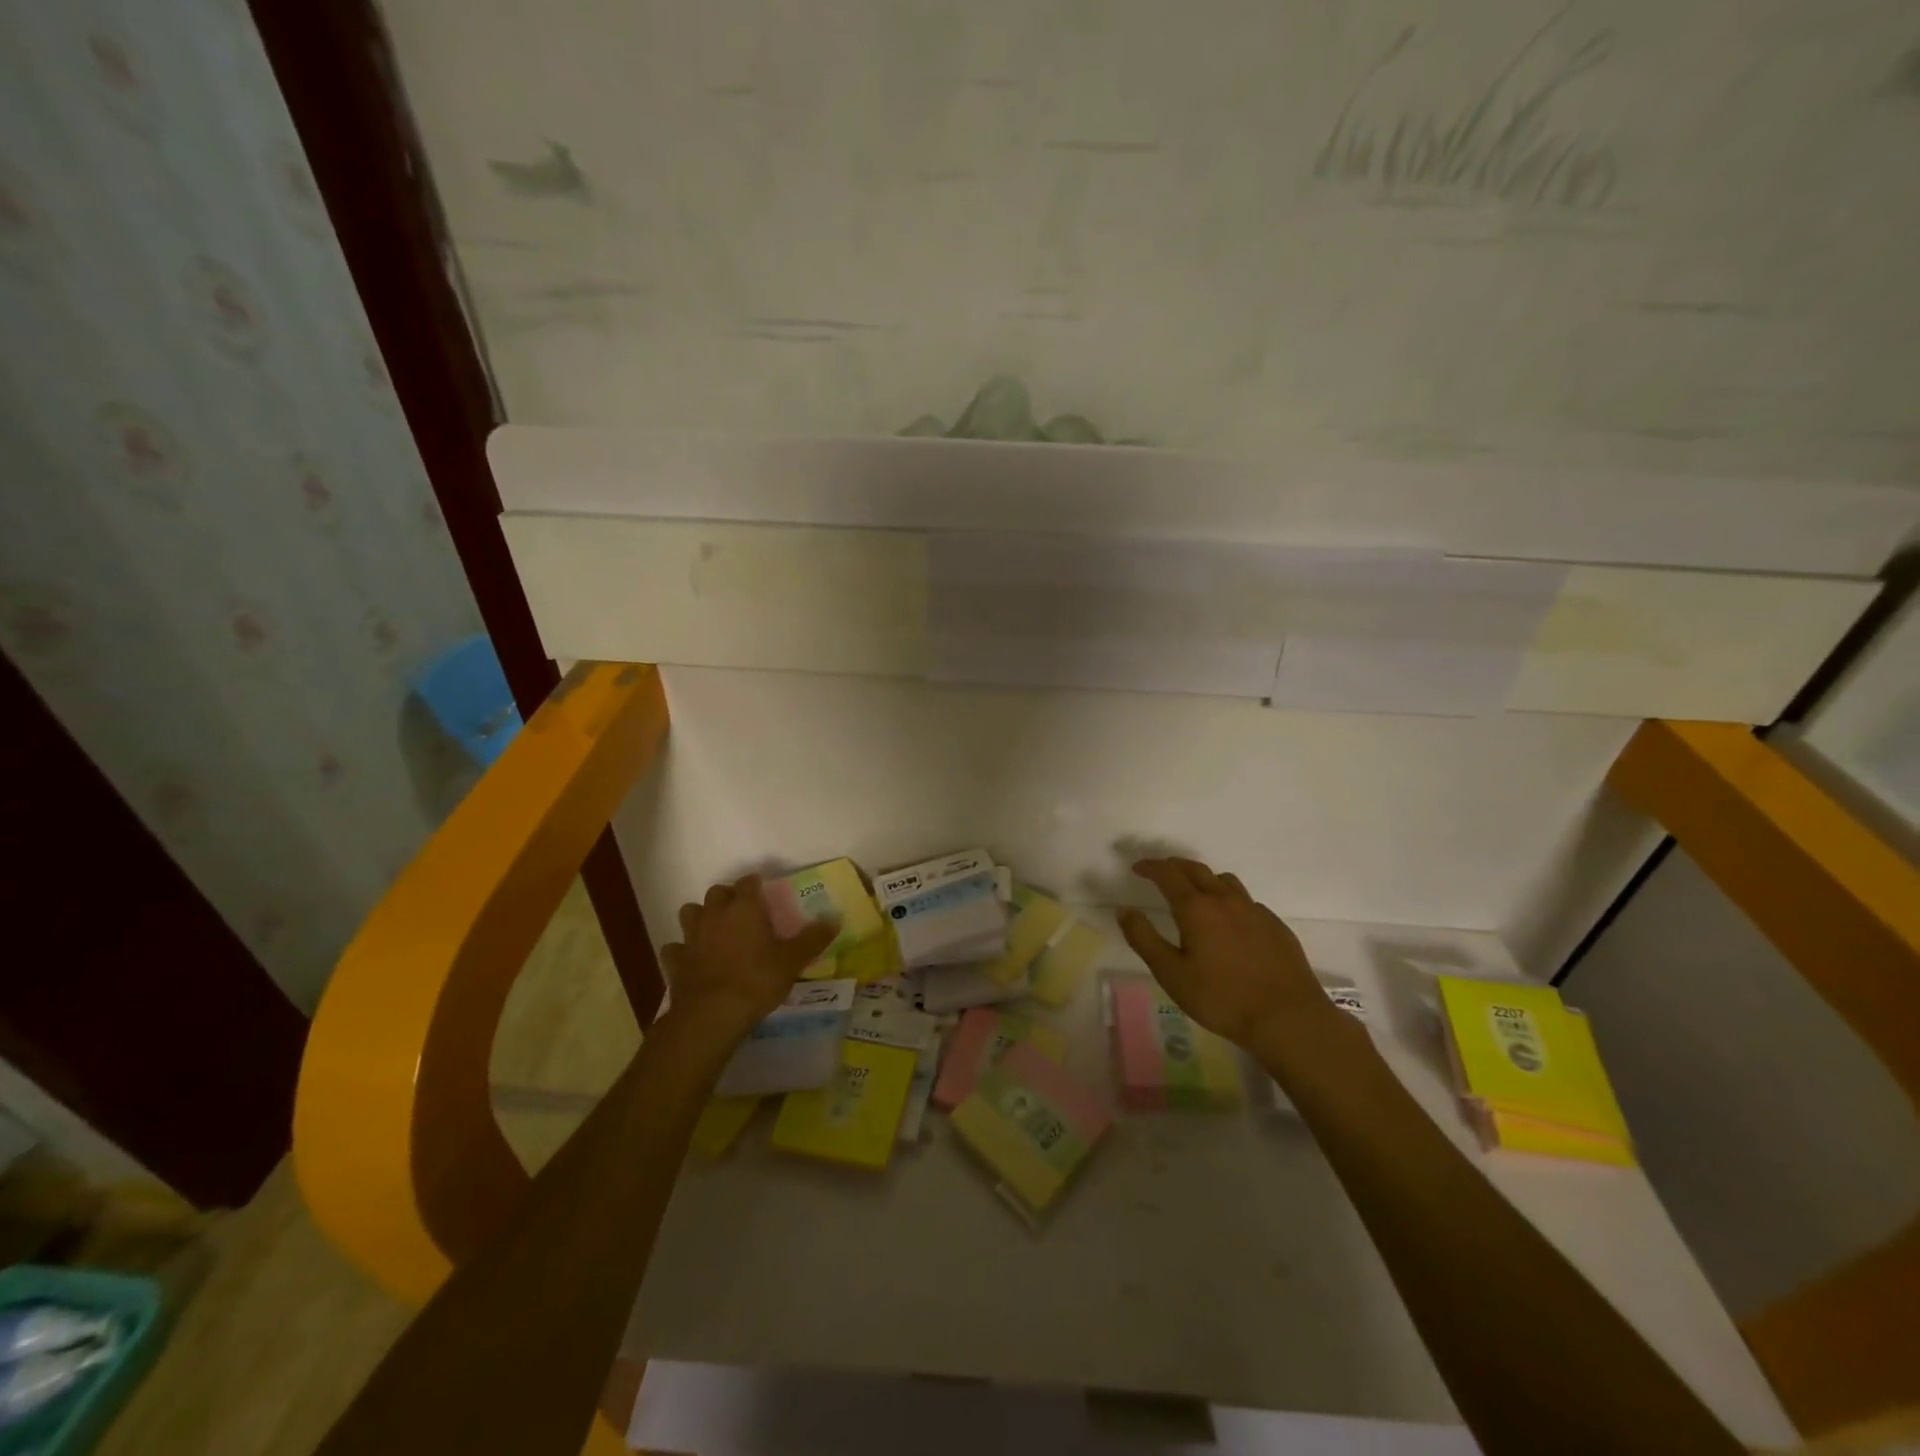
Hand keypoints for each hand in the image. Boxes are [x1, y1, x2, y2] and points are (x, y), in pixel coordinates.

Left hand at [661, 875, 837, 1038]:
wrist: (712, 1014)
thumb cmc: (757, 980)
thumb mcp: (793, 960)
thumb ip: (813, 938)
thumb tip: (835, 918)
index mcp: (744, 908)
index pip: (748, 882)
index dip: (755, 884)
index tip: (763, 890)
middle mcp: (715, 914)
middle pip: (716, 892)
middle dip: (727, 897)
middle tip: (741, 911)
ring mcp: (691, 937)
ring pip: (690, 913)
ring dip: (700, 917)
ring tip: (713, 930)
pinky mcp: (675, 961)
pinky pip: (675, 948)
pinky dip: (682, 951)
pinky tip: (691, 960)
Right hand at [1118, 858, 1334, 1049]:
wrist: (1288, 1018)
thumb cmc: (1222, 998)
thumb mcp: (1171, 974)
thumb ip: (1144, 939)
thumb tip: (1125, 910)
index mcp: (1196, 908)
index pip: (1168, 874)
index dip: (1150, 867)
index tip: (1137, 868)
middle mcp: (1225, 900)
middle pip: (1196, 870)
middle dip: (1175, 866)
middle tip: (1161, 872)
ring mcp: (1254, 911)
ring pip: (1225, 881)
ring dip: (1204, 879)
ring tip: (1195, 892)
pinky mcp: (1275, 926)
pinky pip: (1246, 901)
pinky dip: (1229, 900)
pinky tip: (1230, 922)